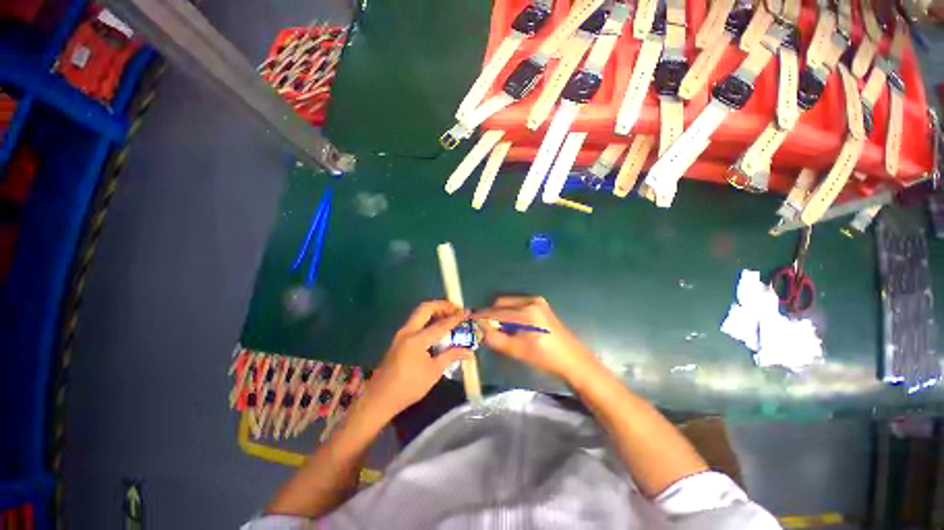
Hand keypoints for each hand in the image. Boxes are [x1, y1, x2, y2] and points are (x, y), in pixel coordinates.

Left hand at [366, 300, 470, 416]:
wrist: (380, 399)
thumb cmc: (409, 387)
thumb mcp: (434, 372)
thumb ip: (451, 356)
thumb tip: (468, 351)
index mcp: (417, 339)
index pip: (441, 324)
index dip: (456, 317)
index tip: (467, 312)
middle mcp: (408, 331)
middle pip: (425, 308)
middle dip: (442, 305)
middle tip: (455, 309)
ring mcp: (401, 334)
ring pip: (419, 313)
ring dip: (434, 310)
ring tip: (448, 316)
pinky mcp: (399, 339)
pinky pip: (415, 321)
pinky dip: (427, 318)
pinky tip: (436, 328)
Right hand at [474, 296, 597, 381]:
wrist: (573, 359)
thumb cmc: (545, 358)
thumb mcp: (517, 350)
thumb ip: (495, 338)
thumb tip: (479, 329)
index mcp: (526, 312)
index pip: (496, 311)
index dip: (481, 316)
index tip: (470, 320)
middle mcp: (531, 301)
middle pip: (501, 303)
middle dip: (491, 313)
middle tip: (484, 327)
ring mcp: (537, 301)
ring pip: (509, 303)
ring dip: (500, 313)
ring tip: (498, 329)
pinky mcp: (541, 304)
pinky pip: (518, 304)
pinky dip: (510, 312)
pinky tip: (512, 326)